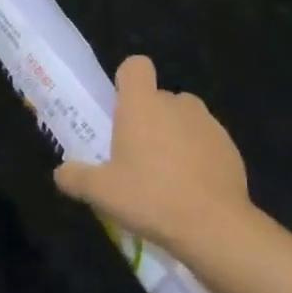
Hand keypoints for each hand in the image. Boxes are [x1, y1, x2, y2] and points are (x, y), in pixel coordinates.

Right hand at [54, 55, 251, 256]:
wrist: (214, 226)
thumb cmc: (150, 198)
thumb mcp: (101, 193)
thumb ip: (75, 177)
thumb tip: (62, 172)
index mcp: (142, 104)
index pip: (136, 66)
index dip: (126, 81)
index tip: (120, 108)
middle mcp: (176, 103)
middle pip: (158, 97)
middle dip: (147, 119)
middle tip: (135, 156)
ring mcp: (208, 123)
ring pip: (183, 119)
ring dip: (173, 136)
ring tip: (165, 175)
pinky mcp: (230, 146)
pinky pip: (206, 141)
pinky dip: (198, 156)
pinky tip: (191, 189)